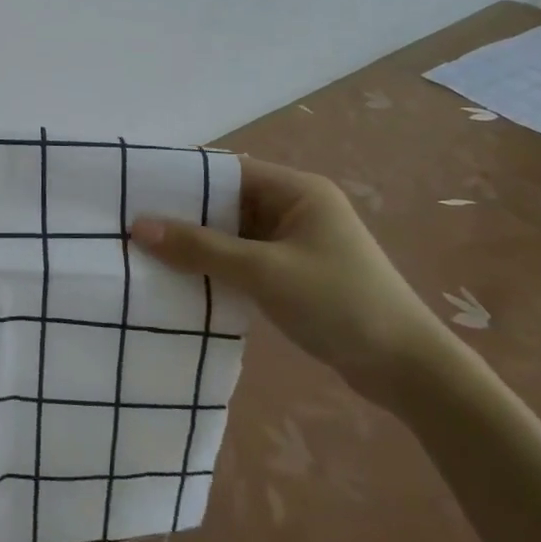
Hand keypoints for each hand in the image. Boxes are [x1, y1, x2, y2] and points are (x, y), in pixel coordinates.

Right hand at [130, 155, 453, 403]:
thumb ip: (201, 248)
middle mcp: (296, 208)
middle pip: (227, 202)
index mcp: (297, 190)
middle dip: (184, 215)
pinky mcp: (294, 274)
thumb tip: (138, 226)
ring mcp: (296, 242)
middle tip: (132, 225)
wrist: (408, 371)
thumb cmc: (339, 304)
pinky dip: (218, 267)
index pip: (227, 171)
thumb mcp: (264, 272)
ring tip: (147, 252)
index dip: (183, 180)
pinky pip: (244, 259)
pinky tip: (184, 279)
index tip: (136, 191)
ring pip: (233, 234)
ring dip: (199, 245)